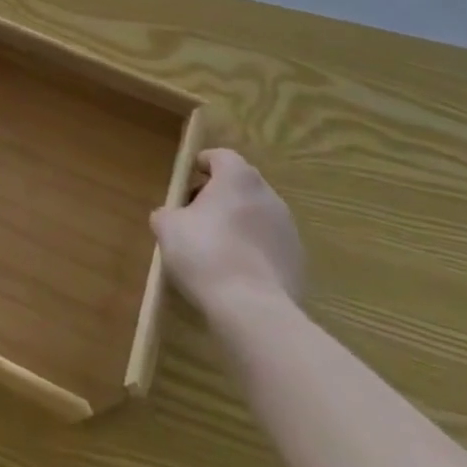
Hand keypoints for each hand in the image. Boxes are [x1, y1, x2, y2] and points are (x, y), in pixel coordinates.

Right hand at [151, 149, 304, 313]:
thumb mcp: (167, 228)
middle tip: (197, 217)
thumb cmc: (205, 253)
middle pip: (241, 185)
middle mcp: (268, 195)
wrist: (253, 310)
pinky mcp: (299, 262)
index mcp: (238, 178)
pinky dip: (254, 250)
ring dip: (239, 223)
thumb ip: (167, 213)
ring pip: (257, 215)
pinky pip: (270, 245)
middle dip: (219, 196)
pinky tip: (237, 273)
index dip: (202, 165)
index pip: (221, 156)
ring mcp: (288, 229)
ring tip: (217, 249)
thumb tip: (171, 216)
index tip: (187, 181)